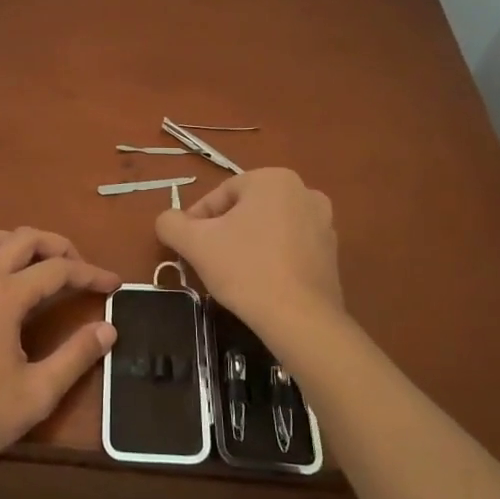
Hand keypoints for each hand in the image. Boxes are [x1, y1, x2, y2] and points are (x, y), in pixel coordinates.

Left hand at [0, 226, 118, 476]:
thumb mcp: (37, 393)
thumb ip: (76, 356)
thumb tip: (108, 328)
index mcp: (6, 295)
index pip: (59, 269)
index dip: (91, 274)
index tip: (114, 284)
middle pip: (24, 238)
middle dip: (58, 246)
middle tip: (77, 269)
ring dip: (13, 242)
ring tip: (30, 266)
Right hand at [155, 168, 341, 348]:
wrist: (301, 320)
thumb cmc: (245, 270)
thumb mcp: (195, 243)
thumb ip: (171, 223)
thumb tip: (167, 220)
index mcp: (273, 178)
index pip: (221, 195)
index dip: (197, 221)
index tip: (188, 247)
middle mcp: (304, 191)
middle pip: (246, 209)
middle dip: (224, 232)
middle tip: (207, 260)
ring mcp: (324, 222)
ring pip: (269, 228)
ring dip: (248, 244)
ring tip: (232, 274)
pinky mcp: (332, 253)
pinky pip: (290, 247)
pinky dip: (272, 258)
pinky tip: (260, 284)